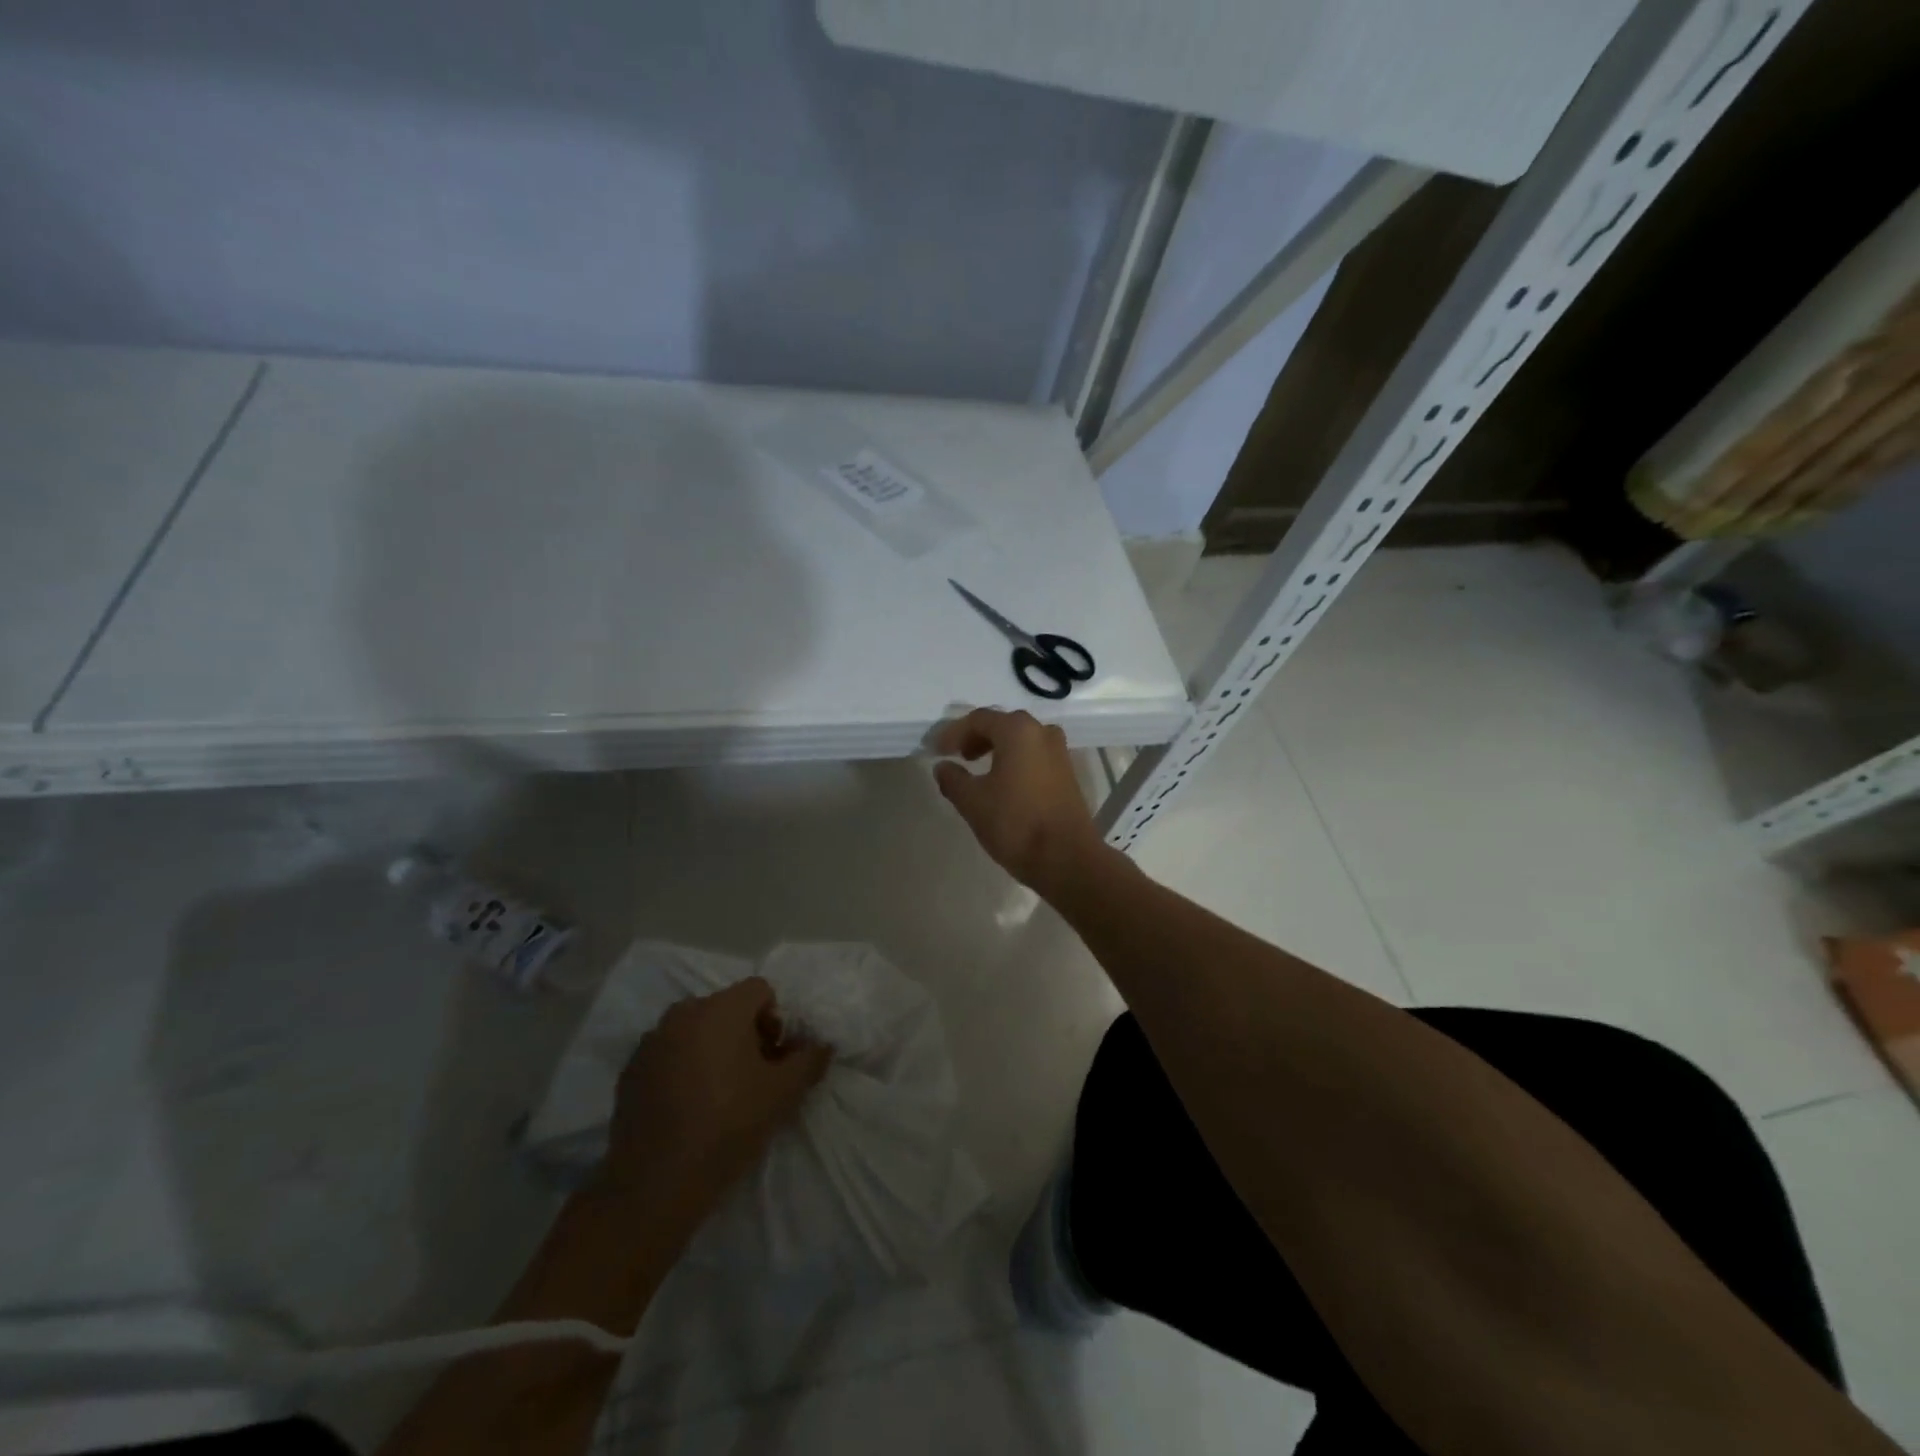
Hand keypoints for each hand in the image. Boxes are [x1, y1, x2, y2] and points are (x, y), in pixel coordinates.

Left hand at [601, 978, 831, 1227]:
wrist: (656, 1184)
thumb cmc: (728, 1126)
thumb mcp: (783, 1094)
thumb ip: (809, 1060)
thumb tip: (822, 1044)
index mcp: (721, 1009)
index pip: (760, 990)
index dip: (776, 1020)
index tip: (775, 1058)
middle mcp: (683, 1013)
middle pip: (727, 1008)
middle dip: (745, 1034)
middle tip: (754, 1077)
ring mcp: (651, 1041)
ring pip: (696, 1030)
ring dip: (714, 1049)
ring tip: (721, 1094)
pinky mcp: (630, 1071)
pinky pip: (669, 1054)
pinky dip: (684, 1067)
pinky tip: (689, 1107)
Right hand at [932, 707, 1107, 895]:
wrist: (1066, 859)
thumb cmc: (1015, 823)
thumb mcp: (973, 802)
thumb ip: (953, 779)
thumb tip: (943, 767)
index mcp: (1018, 731)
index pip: (978, 719)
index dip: (953, 733)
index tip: (936, 751)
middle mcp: (1042, 732)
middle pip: (1002, 725)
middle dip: (976, 737)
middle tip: (957, 756)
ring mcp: (1059, 752)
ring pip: (1021, 740)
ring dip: (997, 749)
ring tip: (978, 770)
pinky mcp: (1067, 773)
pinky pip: (1034, 756)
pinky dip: (1015, 761)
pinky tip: (1003, 783)